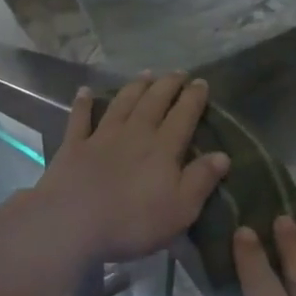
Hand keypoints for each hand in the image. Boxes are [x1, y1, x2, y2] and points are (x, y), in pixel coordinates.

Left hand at [38, 74, 229, 263]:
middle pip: (153, 103)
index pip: (183, 116)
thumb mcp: (180, 209)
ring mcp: (101, 137)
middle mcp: (134, 134)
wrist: (73, 223)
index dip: (193, 98)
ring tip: (145, 74)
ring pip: (122, 104)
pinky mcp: (73, 147)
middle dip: (167, 85)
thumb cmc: (133, 222)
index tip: (201, 82)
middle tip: (177, 72)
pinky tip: (85, 91)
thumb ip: (201, 180)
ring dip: (135, 87)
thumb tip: (223, 155)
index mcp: (162, 149)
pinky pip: (80, 119)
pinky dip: (83, 103)